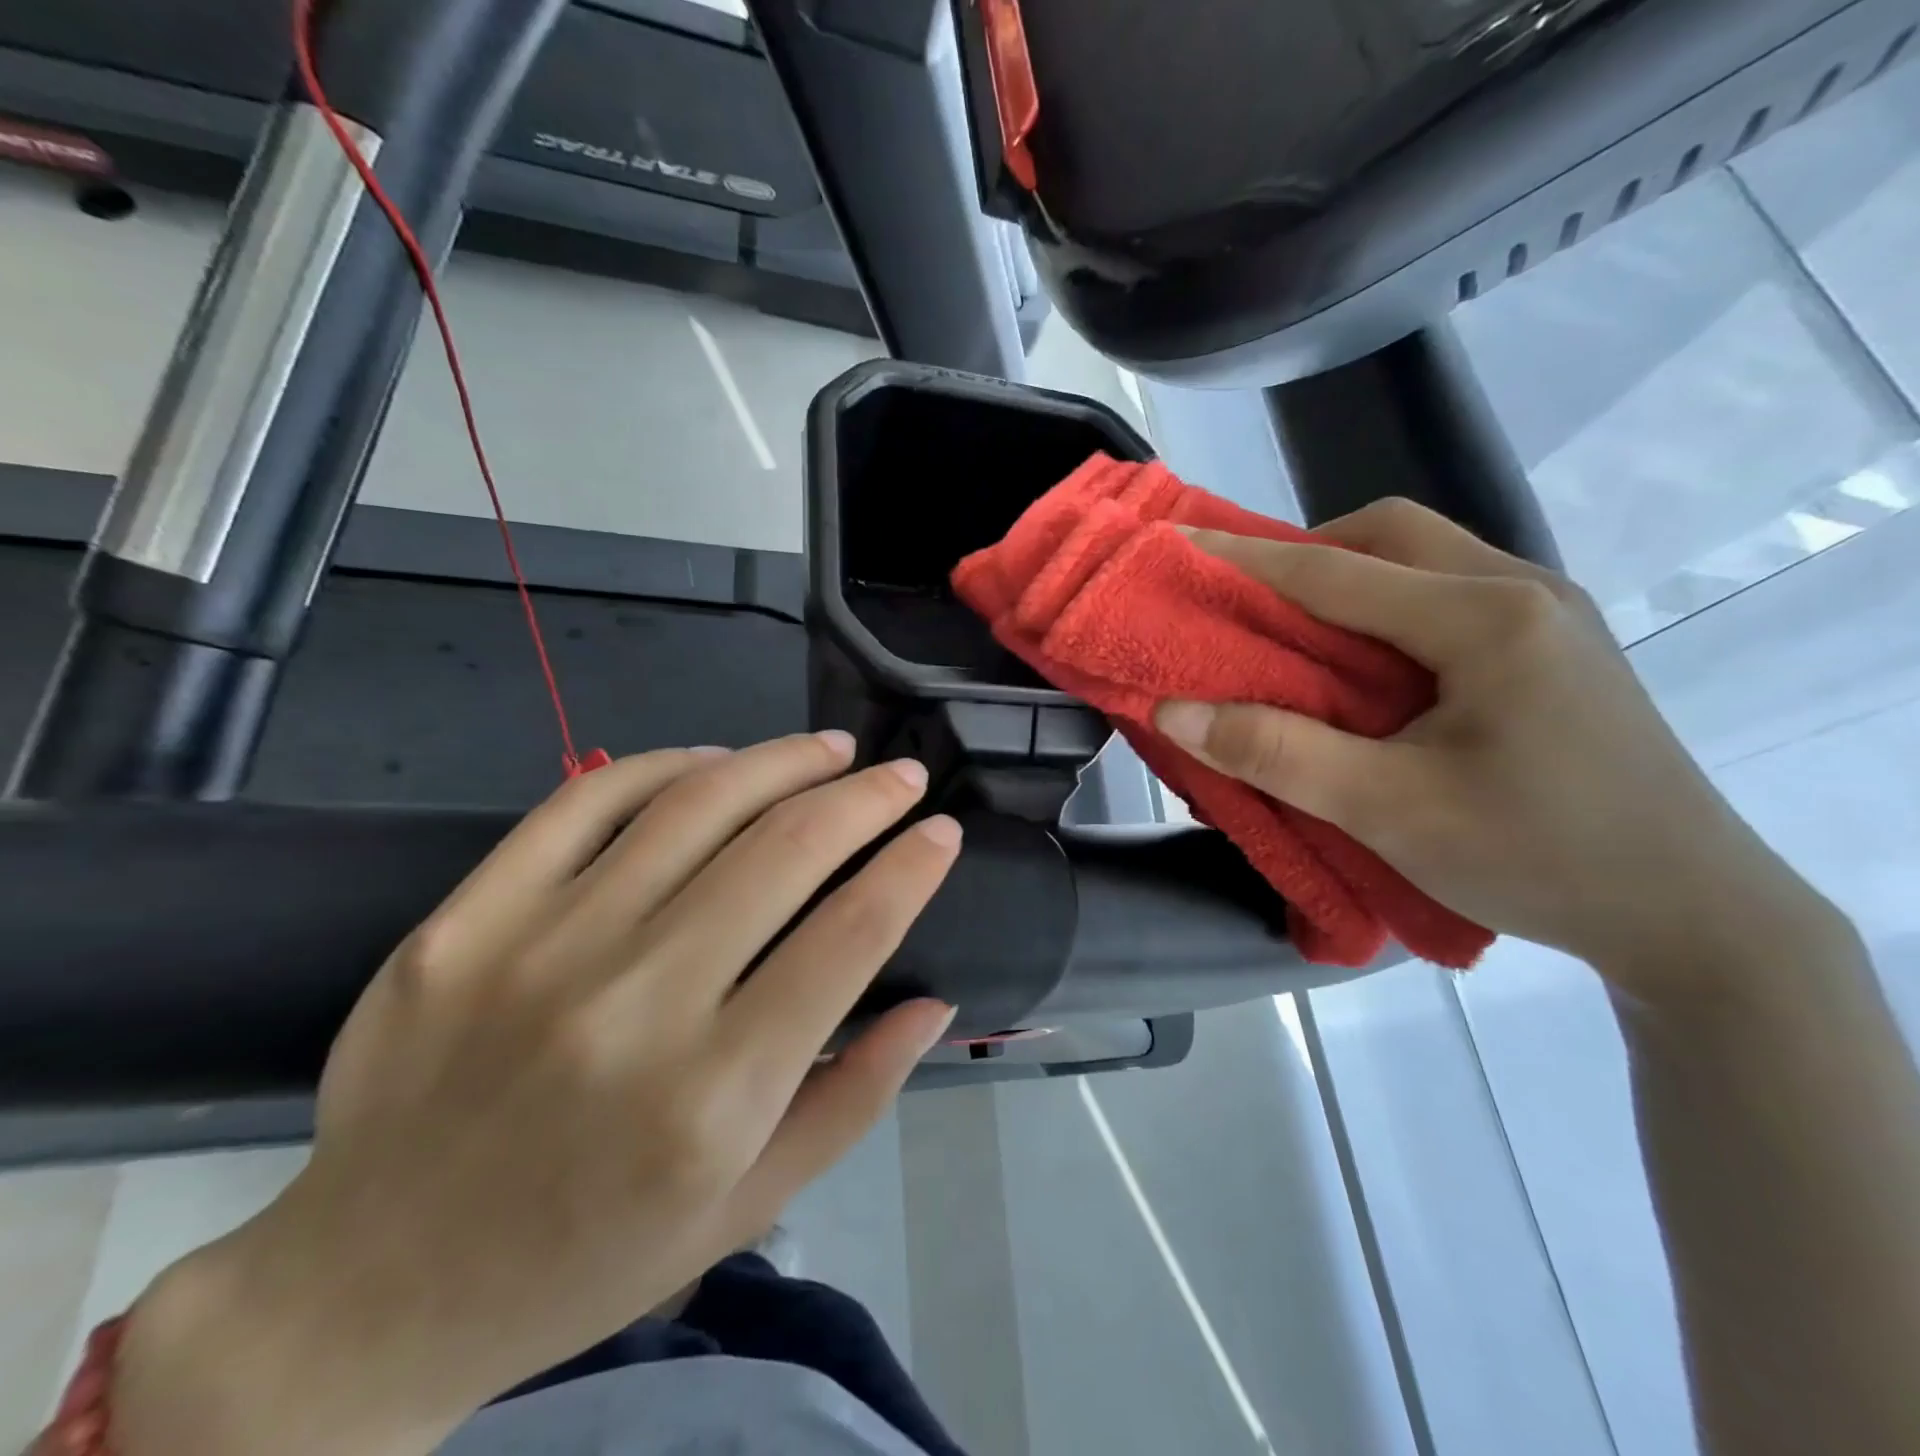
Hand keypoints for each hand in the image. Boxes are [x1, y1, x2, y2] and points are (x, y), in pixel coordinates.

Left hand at [112, 733, 959, 1455]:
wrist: (373, 1291)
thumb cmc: (591, 1256)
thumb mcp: (750, 1206)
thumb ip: (855, 1096)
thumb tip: (934, 1001)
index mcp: (715, 1093)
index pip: (850, 936)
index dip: (911, 868)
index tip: (943, 831)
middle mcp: (635, 1004)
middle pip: (784, 850)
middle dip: (865, 797)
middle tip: (902, 774)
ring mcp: (540, 947)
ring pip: (694, 805)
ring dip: (780, 761)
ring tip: (830, 748)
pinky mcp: (467, 918)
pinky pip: (586, 800)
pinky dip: (667, 764)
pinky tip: (718, 763)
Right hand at [1153, 499, 1835, 993]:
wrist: (1692, 916)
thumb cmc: (1537, 859)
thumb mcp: (1388, 811)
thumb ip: (1275, 753)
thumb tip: (1174, 711)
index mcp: (1488, 619)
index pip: (1334, 570)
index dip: (1244, 559)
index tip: (1175, 548)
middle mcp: (1524, 590)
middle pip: (1390, 535)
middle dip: (1305, 556)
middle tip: (1249, 606)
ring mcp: (1548, 614)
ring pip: (1422, 560)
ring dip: (1345, 581)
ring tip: (1295, 636)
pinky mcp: (1551, 647)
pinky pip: (1445, 595)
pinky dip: (1382, 609)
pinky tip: (1365, 666)